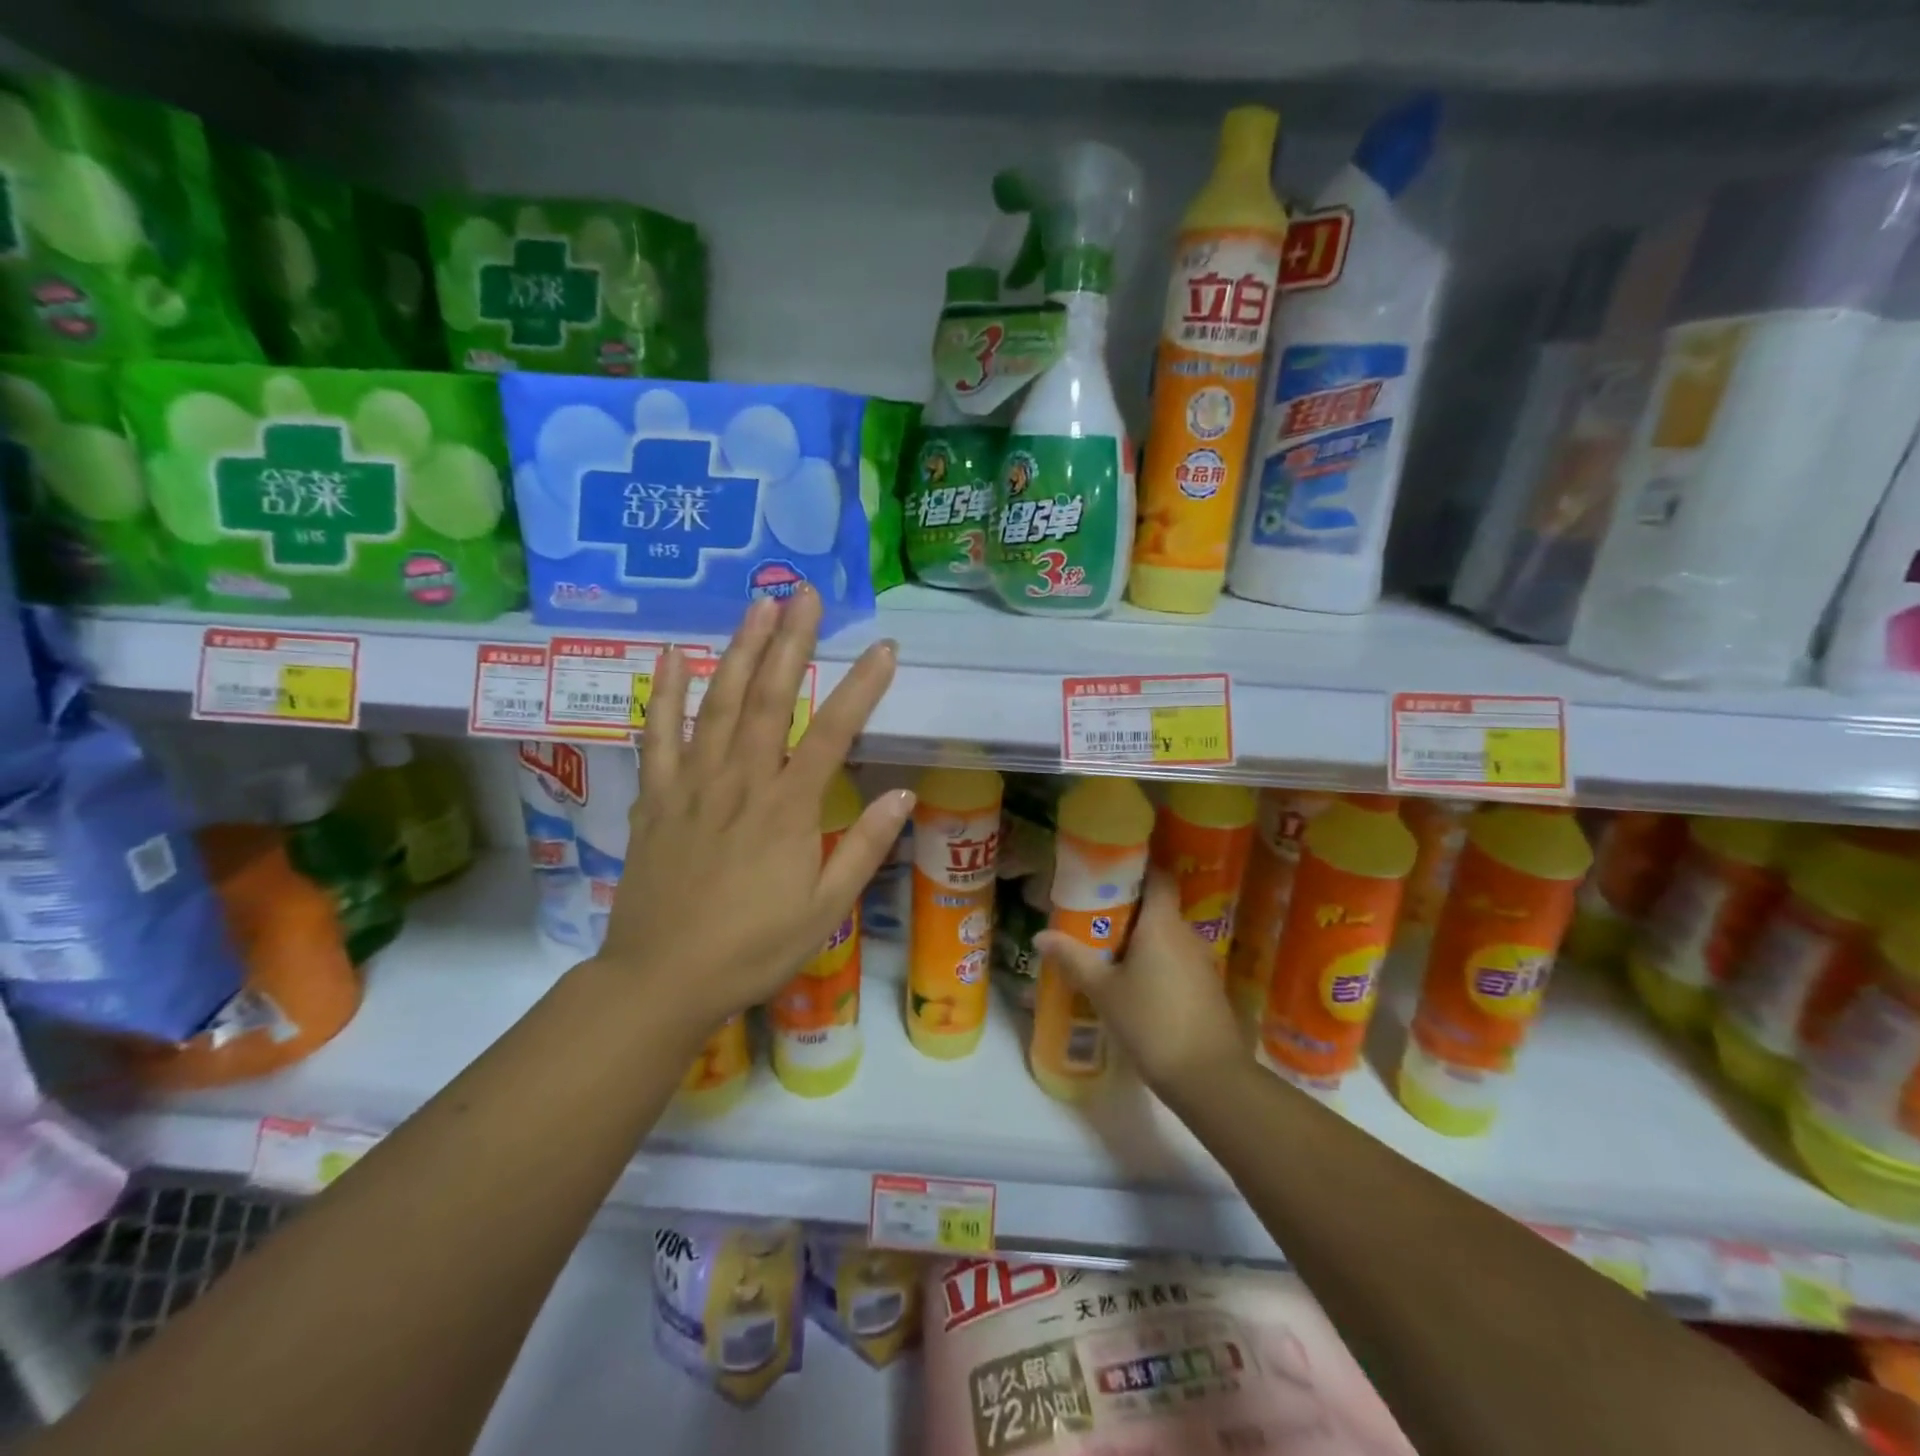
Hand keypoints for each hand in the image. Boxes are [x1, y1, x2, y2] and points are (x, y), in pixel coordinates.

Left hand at [594, 587, 914, 1038]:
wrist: (662, 979)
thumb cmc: (753, 948)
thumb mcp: (824, 909)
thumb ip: (862, 847)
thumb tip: (903, 793)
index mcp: (788, 809)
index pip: (834, 732)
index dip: (862, 687)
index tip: (885, 649)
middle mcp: (741, 782)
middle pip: (770, 698)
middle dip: (792, 642)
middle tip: (805, 594)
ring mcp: (692, 784)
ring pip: (718, 703)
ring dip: (739, 650)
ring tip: (758, 606)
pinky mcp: (656, 797)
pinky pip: (657, 735)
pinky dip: (664, 693)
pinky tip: (671, 655)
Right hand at [1034, 868, 1249, 1098]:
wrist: (1210, 1078)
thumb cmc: (1152, 1022)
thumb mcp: (1104, 991)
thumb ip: (1073, 959)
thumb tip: (1040, 935)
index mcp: (1162, 924)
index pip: (1158, 877)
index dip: (1137, 868)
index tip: (1110, 871)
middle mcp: (1187, 934)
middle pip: (1159, 908)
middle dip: (1130, 909)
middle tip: (1095, 916)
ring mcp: (1202, 962)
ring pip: (1168, 937)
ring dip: (1143, 940)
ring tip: (1109, 951)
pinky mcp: (1208, 989)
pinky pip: (1178, 961)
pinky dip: (1158, 963)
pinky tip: (1136, 984)